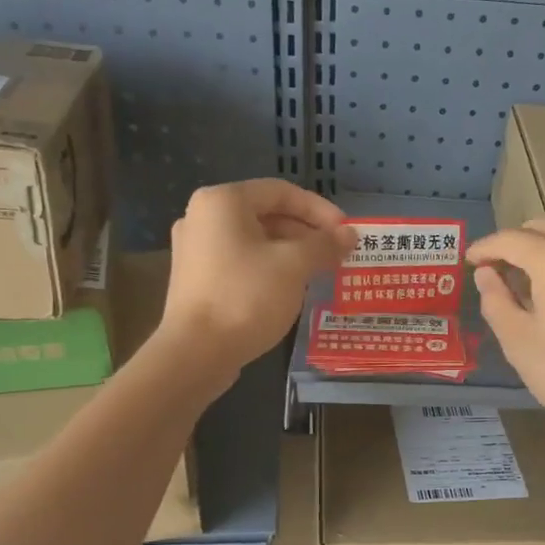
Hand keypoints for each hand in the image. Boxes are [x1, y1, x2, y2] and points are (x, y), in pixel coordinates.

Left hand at [160, 179, 353, 374]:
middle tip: (337, 254)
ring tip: (320, 272)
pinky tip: (290, 289)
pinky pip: (241, 262)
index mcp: (223, 201)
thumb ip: (324, 244)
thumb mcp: (294, 266)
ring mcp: (195, 250)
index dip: (320, 209)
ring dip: (291, 252)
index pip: (282, 192)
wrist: (196, 352)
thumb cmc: (246, 297)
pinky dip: (269, 268)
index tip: (346, 232)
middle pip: (266, 214)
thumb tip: (350, 235)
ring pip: (255, 241)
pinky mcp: (196, 280)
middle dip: (307, 233)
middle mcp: (203, 217)